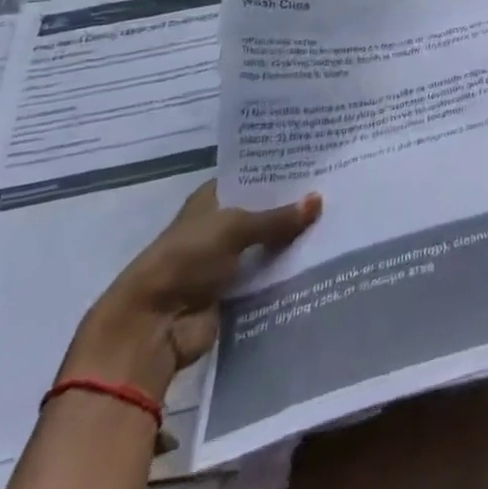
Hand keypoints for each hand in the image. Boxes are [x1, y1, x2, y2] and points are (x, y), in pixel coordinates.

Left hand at [60, 181, 321, 405]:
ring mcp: (226, 260)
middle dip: (292, 206)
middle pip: (263, 211)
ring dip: (292, 240)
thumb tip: (319, 200)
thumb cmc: (186, 259)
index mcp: (211, 199)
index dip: (280, 170)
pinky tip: (320, 259)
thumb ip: (277, 217)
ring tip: (336, 223)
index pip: (251, 177)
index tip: (316, 162)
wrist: (151, 326)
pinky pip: (267, 275)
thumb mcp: (235, 228)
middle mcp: (218, 225)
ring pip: (267, 244)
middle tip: (336, 191)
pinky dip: (286, 271)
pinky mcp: (234, 292)